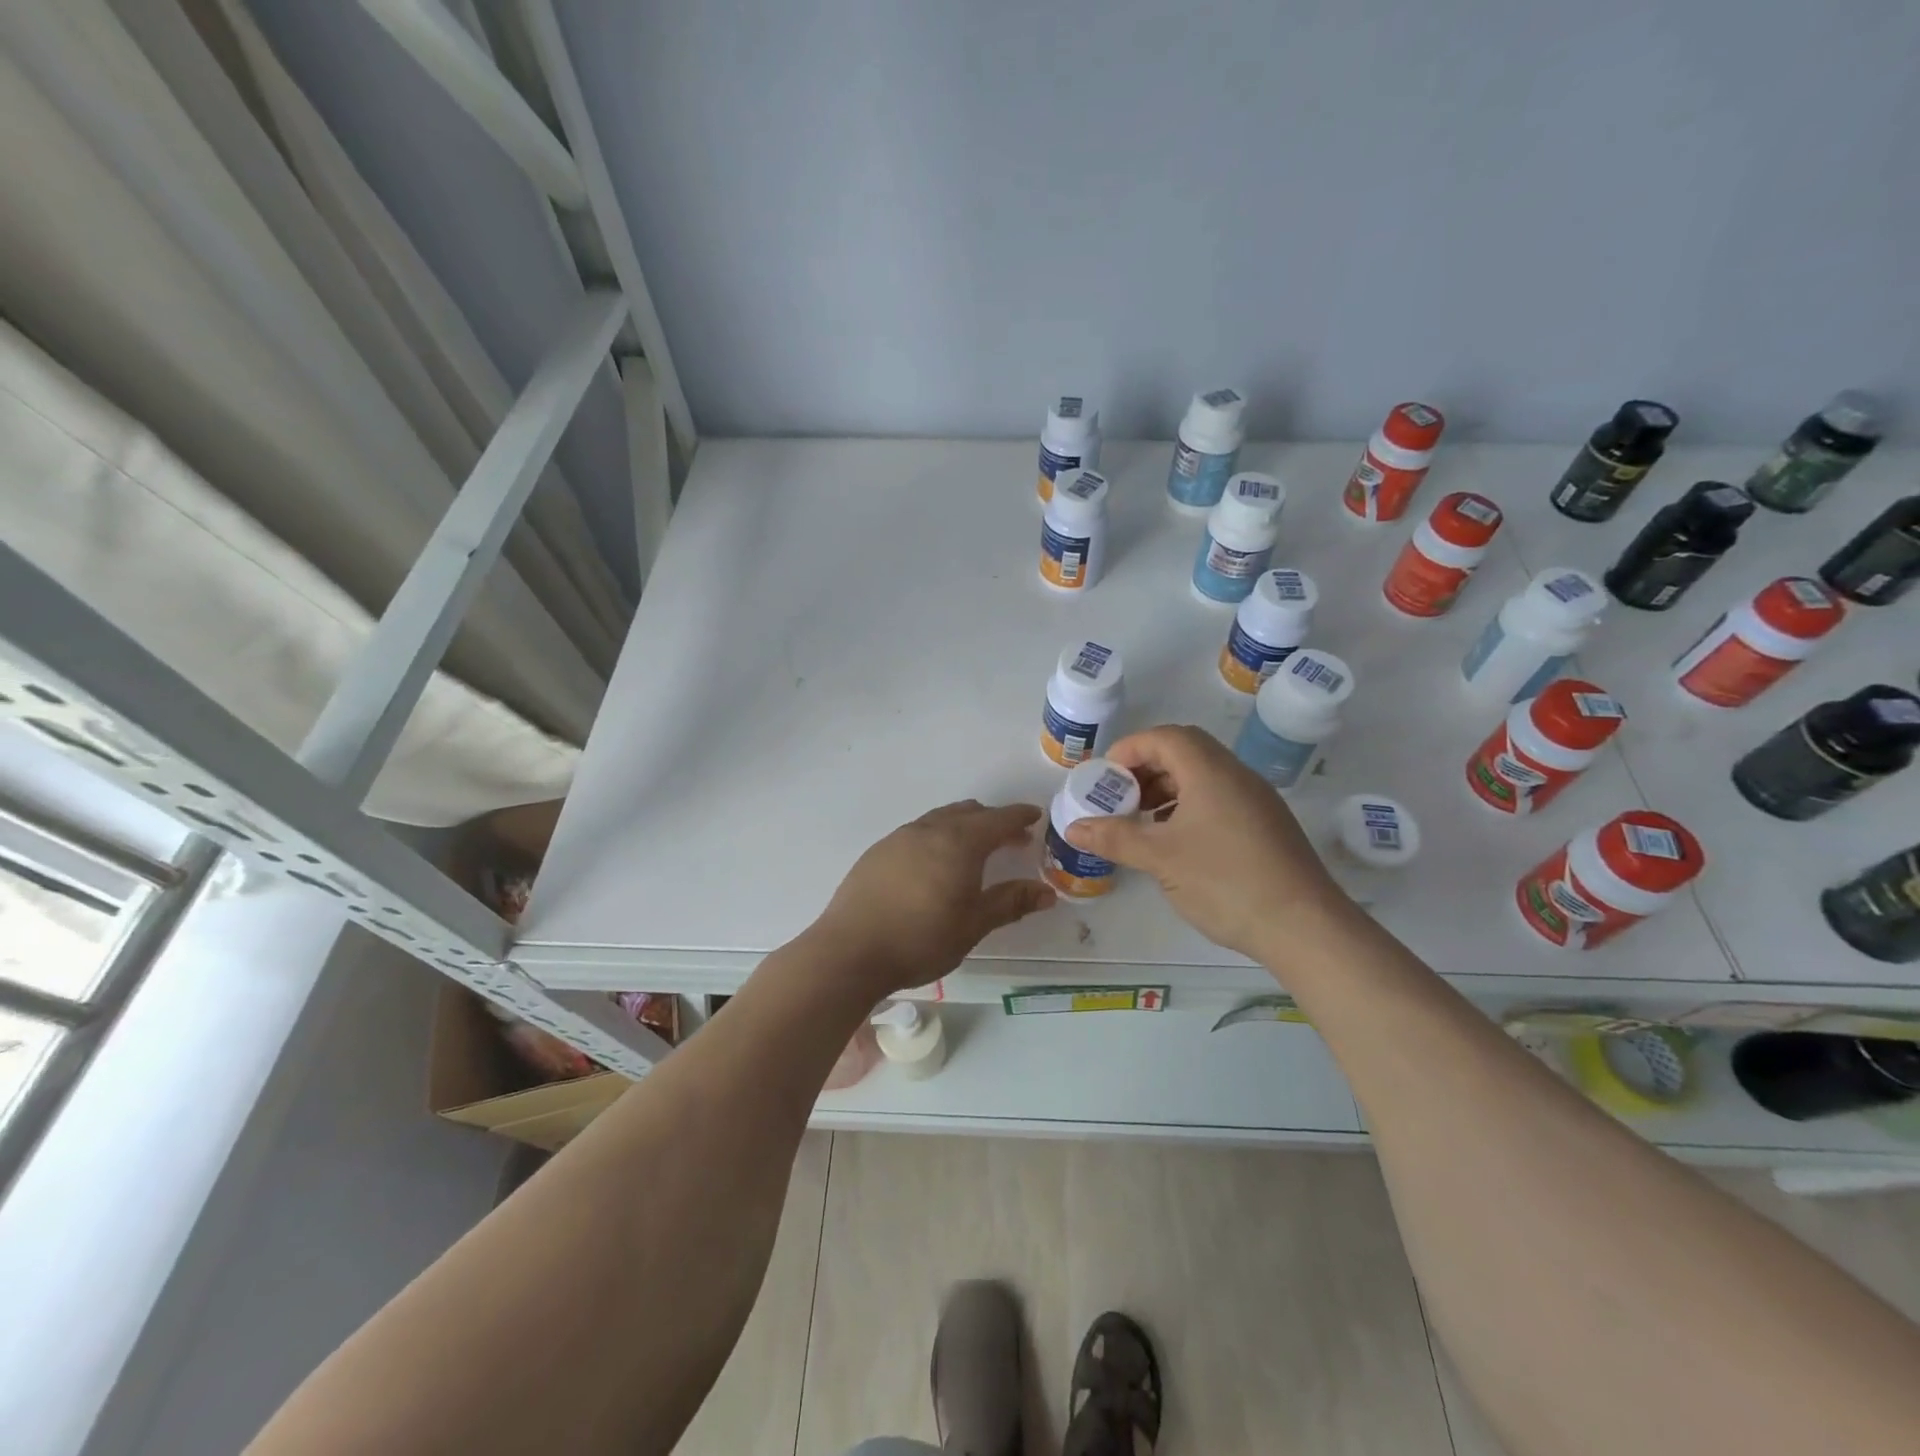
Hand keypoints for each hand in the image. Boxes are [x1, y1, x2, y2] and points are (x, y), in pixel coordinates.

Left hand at [812, 800, 1055, 996]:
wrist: (850, 951)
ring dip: (963, 827)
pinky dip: (937, 837)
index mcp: (959, 842)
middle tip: (1011, 839)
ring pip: (940, 820)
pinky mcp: (877, 852)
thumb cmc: (921, 939)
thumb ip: (1010, 903)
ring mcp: (899, 838)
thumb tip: (1047, 892)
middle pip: (968, 813)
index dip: (1019, 817)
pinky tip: (934, 863)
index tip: (1035, 816)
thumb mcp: (973, 925)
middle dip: (993, 821)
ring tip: (974, 849)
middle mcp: (929, 830)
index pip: (997, 819)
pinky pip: (917, 833)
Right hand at [1063, 725, 1344, 959]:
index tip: (1104, 777)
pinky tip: (1176, 842)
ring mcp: (1256, 800)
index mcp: (1210, 771)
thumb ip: (1115, 837)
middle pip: (1184, 751)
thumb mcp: (1160, 859)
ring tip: (1142, 821)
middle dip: (1146, 769)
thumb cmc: (1226, 882)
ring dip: (1167, 789)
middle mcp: (1236, 775)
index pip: (1164, 737)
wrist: (1305, 926)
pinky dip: (1189, 807)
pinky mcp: (1266, 825)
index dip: (1129, 749)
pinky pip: (1219, 798)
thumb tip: (1074, 827)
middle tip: (1120, 797)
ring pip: (1203, 776)